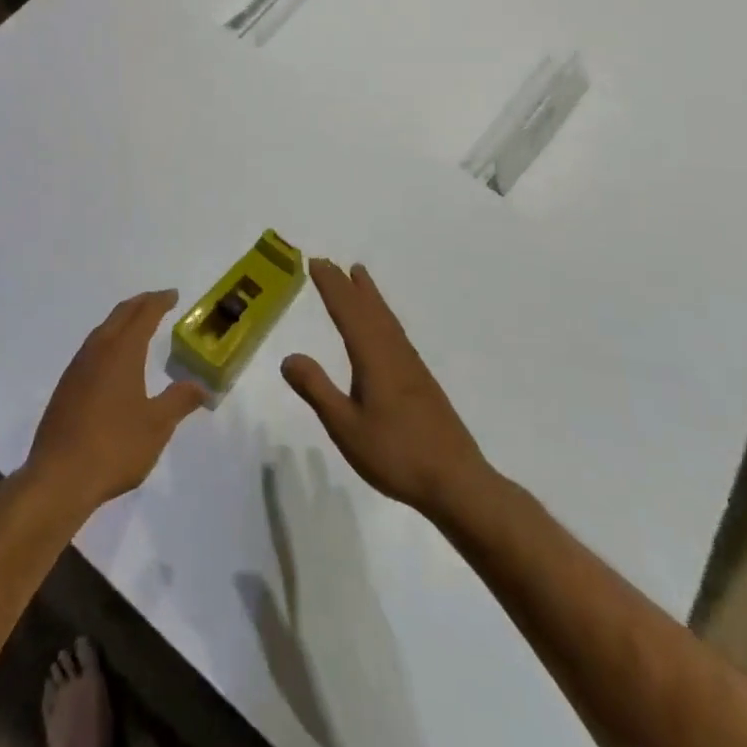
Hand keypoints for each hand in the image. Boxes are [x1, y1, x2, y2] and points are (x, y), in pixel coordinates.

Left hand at [26, 291, 207, 514]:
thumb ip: (179, 400)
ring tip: (137, 325)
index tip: (173, 295)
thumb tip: (202, 385)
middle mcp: (97, 350)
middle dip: (140, 304)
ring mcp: (77, 368)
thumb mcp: (157, 426)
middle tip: (158, 301)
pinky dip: (108, 340)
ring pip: (102, 330)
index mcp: (122, 352)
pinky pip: (91, 349)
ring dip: (122, 321)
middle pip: (120, 315)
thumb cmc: (115, 447)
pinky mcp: (66, 387)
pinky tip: (112, 360)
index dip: (159, 302)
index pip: (143, 315)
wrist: (59, 476)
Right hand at [281, 259, 494, 515]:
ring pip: (386, 319)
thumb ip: (317, 390)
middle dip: (348, 284)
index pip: (347, 312)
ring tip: (359, 277)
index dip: (331, 286)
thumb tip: (288, 356)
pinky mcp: (422, 383)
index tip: (315, 262)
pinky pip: (395, 333)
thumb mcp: (345, 427)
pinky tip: (383, 328)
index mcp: (373, 358)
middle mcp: (393, 353)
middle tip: (330, 262)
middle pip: (369, 309)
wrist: (458, 483)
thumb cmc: (396, 454)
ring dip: (369, 295)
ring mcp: (412, 367)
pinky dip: (383, 317)